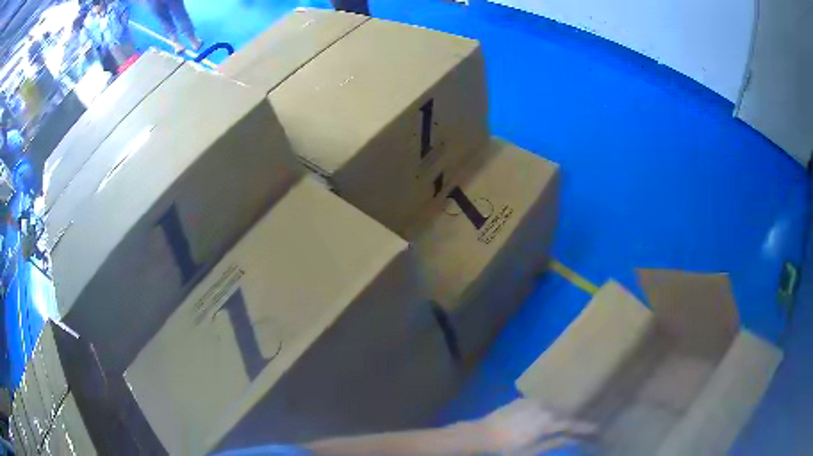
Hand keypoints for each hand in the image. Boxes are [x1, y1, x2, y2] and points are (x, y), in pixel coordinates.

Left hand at [472, 398, 594, 453]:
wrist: (483, 434)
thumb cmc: (507, 448)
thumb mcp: (532, 450)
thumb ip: (554, 443)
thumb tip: (574, 439)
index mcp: (547, 422)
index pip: (571, 423)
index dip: (584, 427)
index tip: (596, 429)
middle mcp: (544, 407)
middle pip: (563, 413)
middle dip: (572, 420)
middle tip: (579, 427)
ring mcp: (532, 401)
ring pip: (553, 406)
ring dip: (560, 414)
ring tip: (565, 421)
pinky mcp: (523, 399)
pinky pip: (541, 403)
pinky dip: (547, 409)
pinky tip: (546, 415)